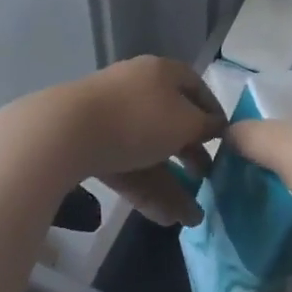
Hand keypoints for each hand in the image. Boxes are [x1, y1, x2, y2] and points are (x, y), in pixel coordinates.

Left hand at [29, 56, 222, 226]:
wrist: (66, 133)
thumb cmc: (138, 120)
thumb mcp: (185, 124)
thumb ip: (206, 126)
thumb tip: (217, 126)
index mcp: (162, 72)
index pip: (196, 87)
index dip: (213, 113)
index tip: (225, 141)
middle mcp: (137, 88)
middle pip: (172, 121)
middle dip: (191, 155)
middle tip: (207, 179)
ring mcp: (111, 116)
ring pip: (149, 150)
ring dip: (172, 183)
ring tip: (191, 218)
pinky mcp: (91, 144)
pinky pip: (127, 165)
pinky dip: (146, 189)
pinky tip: (164, 219)